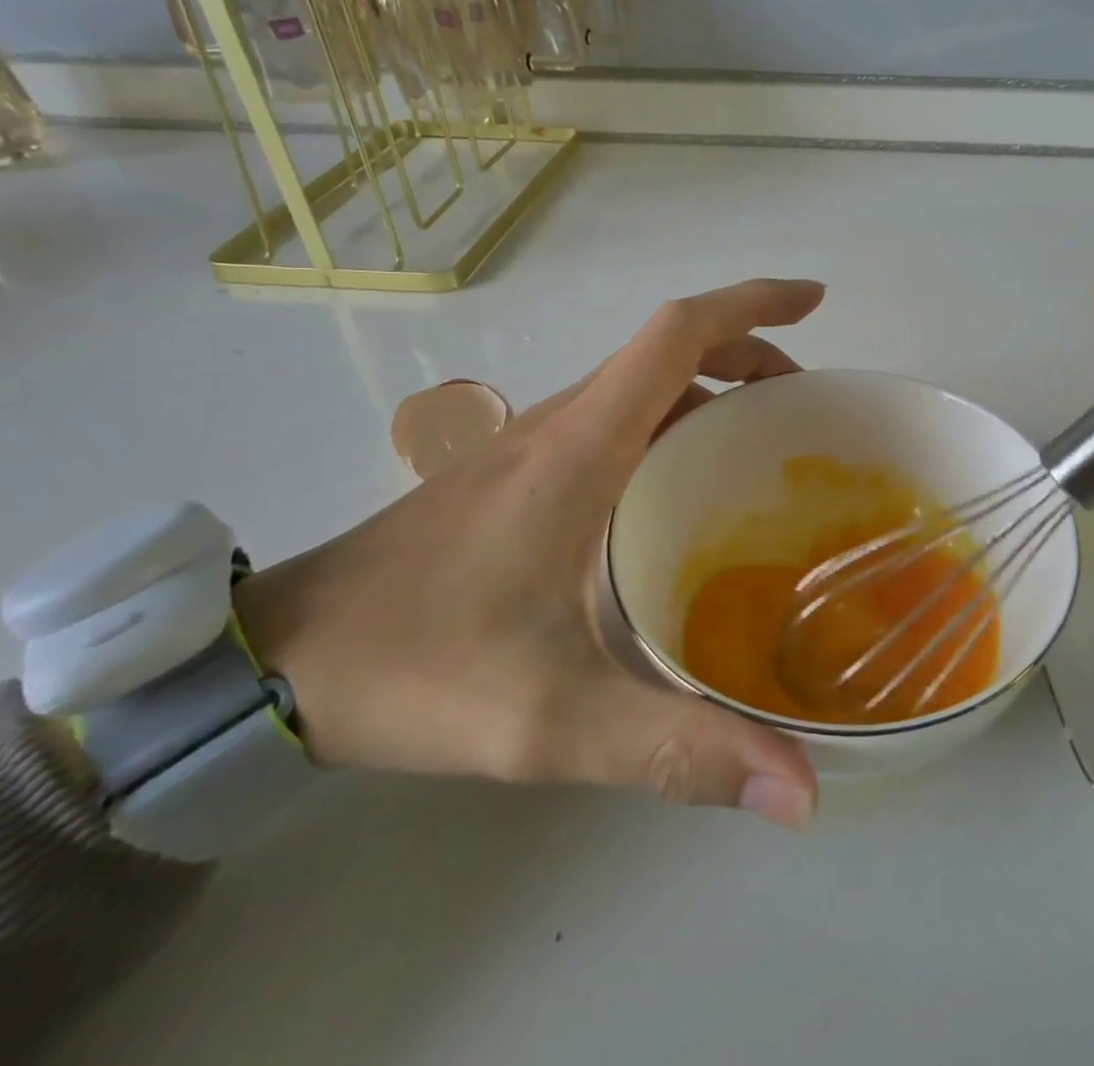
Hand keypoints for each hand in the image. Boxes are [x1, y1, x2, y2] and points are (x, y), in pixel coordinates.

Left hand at [232, 279, 825, 829]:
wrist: (279, 659)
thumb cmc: (421, 668)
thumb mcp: (554, 721)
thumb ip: (677, 751)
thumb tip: (800, 791)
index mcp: (581, 446)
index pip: (677, 334)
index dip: (752, 305)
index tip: (814, 302)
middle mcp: (561, 424)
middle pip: (668, 349)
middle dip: (749, 354)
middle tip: (805, 407)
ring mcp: (534, 443)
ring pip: (641, 383)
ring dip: (710, 386)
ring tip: (762, 445)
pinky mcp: (517, 472)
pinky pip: (615, 418)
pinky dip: (671, 422)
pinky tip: (681, 492)